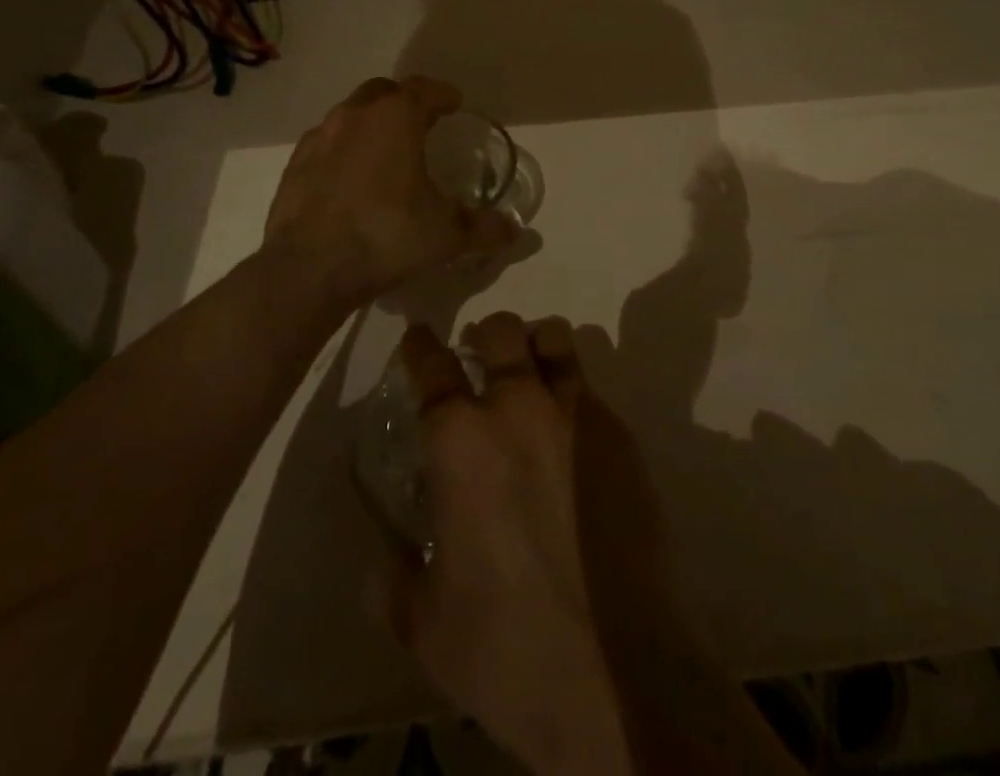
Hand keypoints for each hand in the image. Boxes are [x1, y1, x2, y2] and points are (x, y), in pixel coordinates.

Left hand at [263, 76, 517, 307]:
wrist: (310, 269)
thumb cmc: (387, 236)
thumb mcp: (447, 235)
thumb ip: (483, 227)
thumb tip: (514, 230)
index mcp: (396, 118)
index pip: (426, 89)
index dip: (444, 95)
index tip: (454, 104)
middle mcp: (356, 115)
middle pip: (384, 92)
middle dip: (404, 101)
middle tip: (421, 124)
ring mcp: (320, 137)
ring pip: (351, 114)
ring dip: (371, 124)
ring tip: (386, 152)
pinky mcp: (295, 163)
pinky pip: (326, 143)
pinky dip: (343, 150)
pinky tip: (350, 179)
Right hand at [381, 315, 633, 775]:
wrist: (620, 669)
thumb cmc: (507, 647)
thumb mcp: (422, 621)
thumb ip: (391, 571)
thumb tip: (379, 549)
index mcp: (461, 440)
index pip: (432, 365)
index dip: (420, 345)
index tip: (418, 338)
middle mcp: (518, 408)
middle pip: (501, 329)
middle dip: (484, 334)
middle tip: (477, 356)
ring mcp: (576, 414)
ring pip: (554, 338)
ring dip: (534, 346)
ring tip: (527, 373)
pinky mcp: (620, 434)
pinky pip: (588, 387)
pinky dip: (570, 392)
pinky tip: (568, 434)